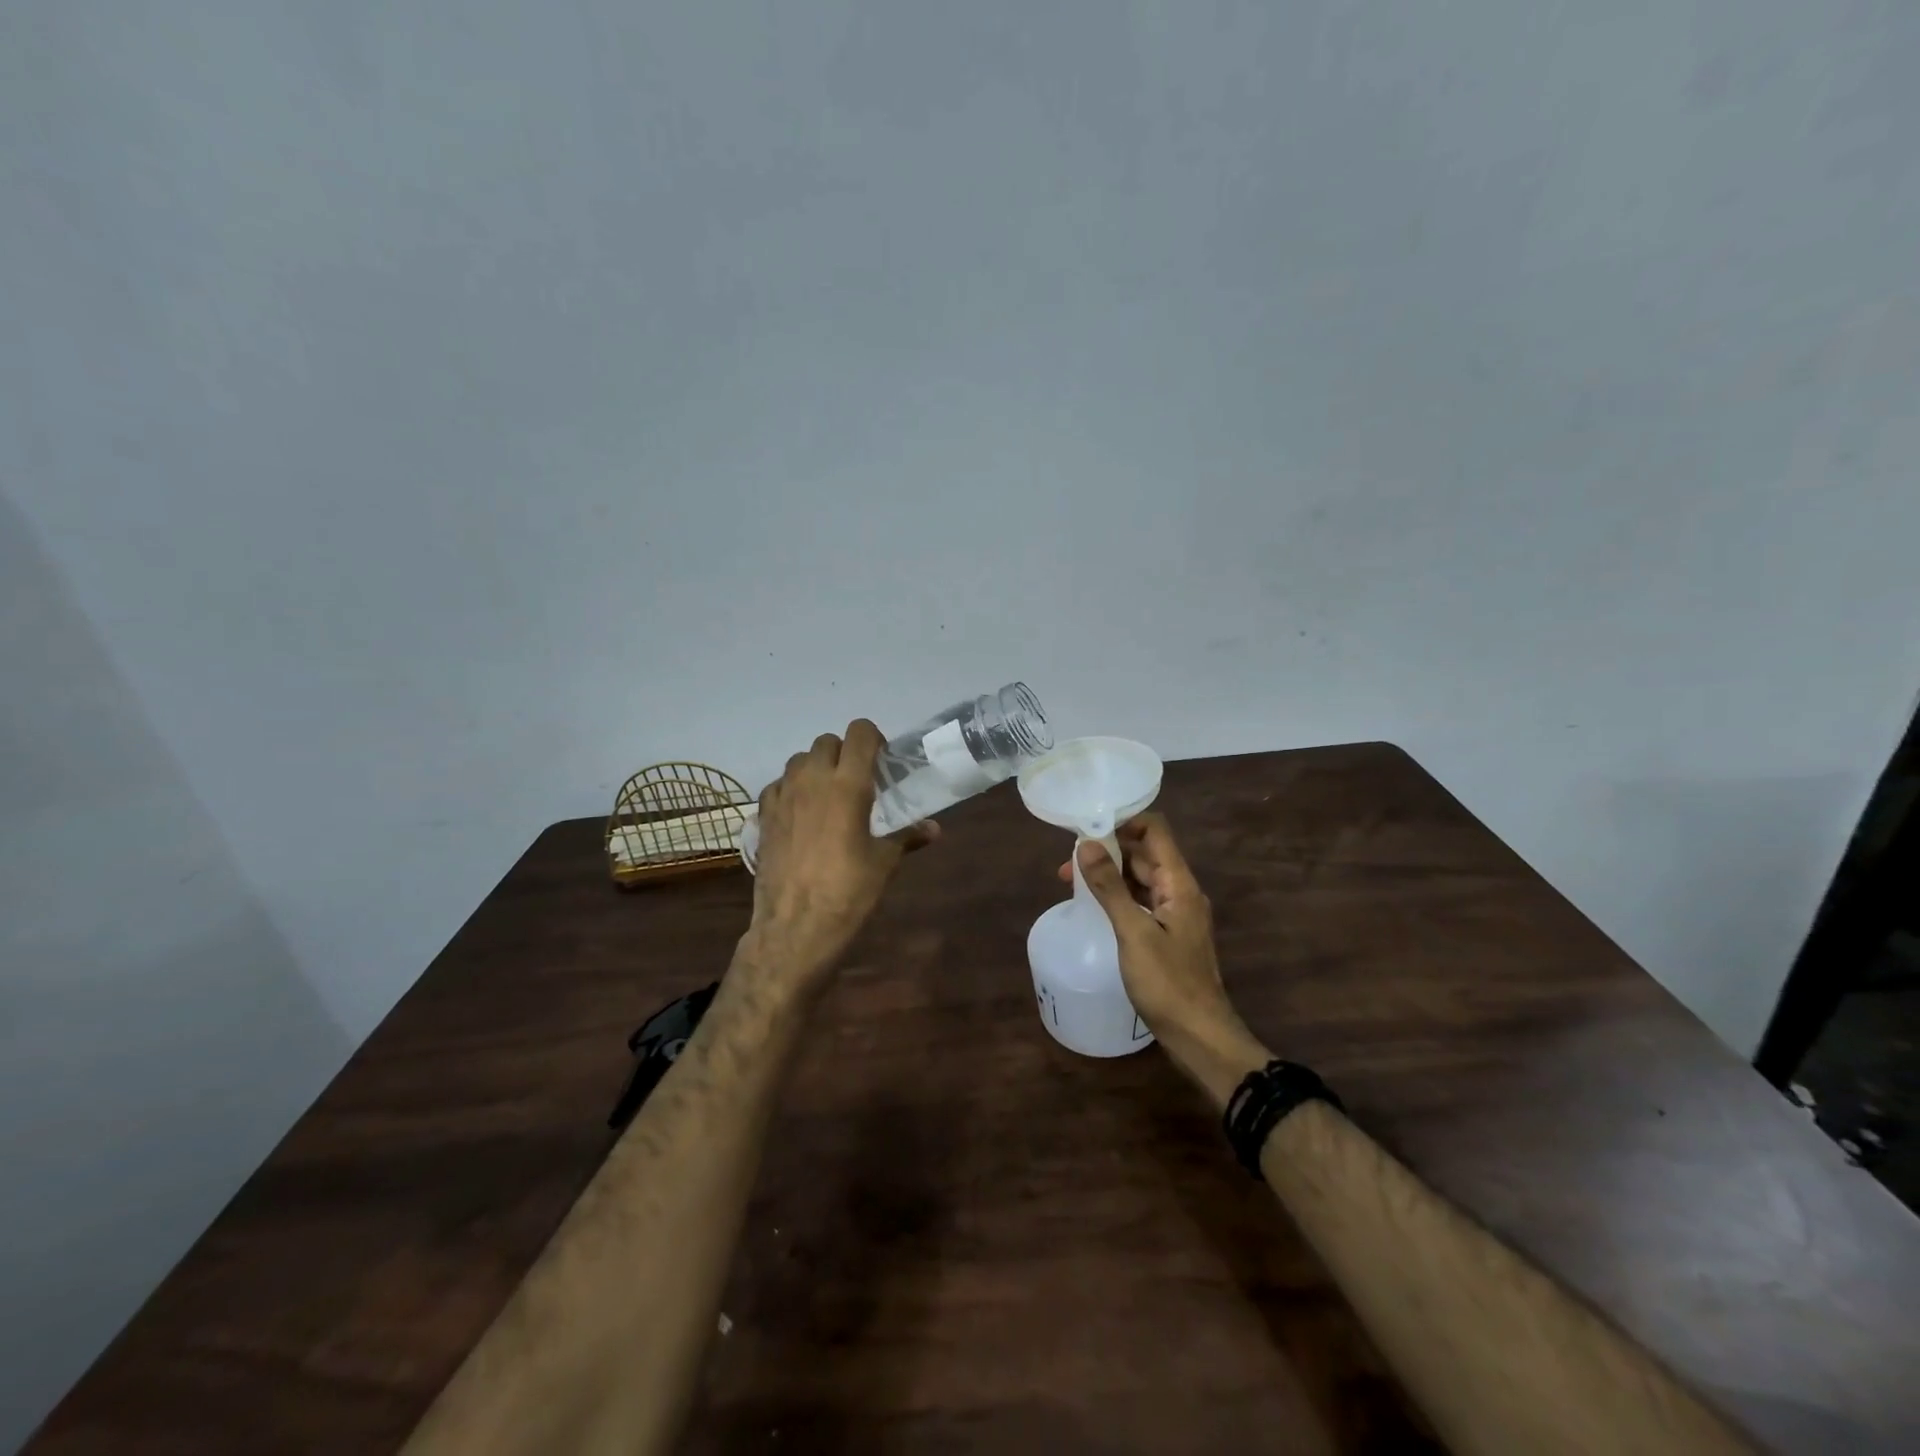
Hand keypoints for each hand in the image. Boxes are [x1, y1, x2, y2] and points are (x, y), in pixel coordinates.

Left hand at [747, 719, 937, 985]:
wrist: (795, 927)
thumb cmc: (848, 893)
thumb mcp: (884, 863)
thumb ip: (907, 836)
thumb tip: (934, 829)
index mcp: (848, 785)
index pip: (859, 733)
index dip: (873, 738)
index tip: (881, 760)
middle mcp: (813, 780)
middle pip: (827, 741)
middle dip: (844, 753)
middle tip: (858, 780)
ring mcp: (783, 796)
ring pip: (799, 759)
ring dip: (816, 767)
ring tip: (829, 795)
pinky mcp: (763, 816)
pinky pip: (778, 785)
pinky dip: (792, 789)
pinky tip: (801, 813)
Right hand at [1061, 814, 1270, 1107]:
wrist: (1199, 1036)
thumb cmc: (1168, 984)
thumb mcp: (1133, 932)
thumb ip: (1110, 887)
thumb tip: (1087, 844)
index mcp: (1180, 884)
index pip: (1155, 831)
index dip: (1123, 822)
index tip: (1088, 828)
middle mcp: (1181, 892)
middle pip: (1146, 854)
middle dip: (1109, 850)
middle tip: (1069, 861)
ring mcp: (1176, 914)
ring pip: (1142, 878)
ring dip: (1111, 873)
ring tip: (1072, 881)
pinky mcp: (1168, 934)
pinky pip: (1141, 901)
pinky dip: (1118, 895)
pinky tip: (1095, 905)